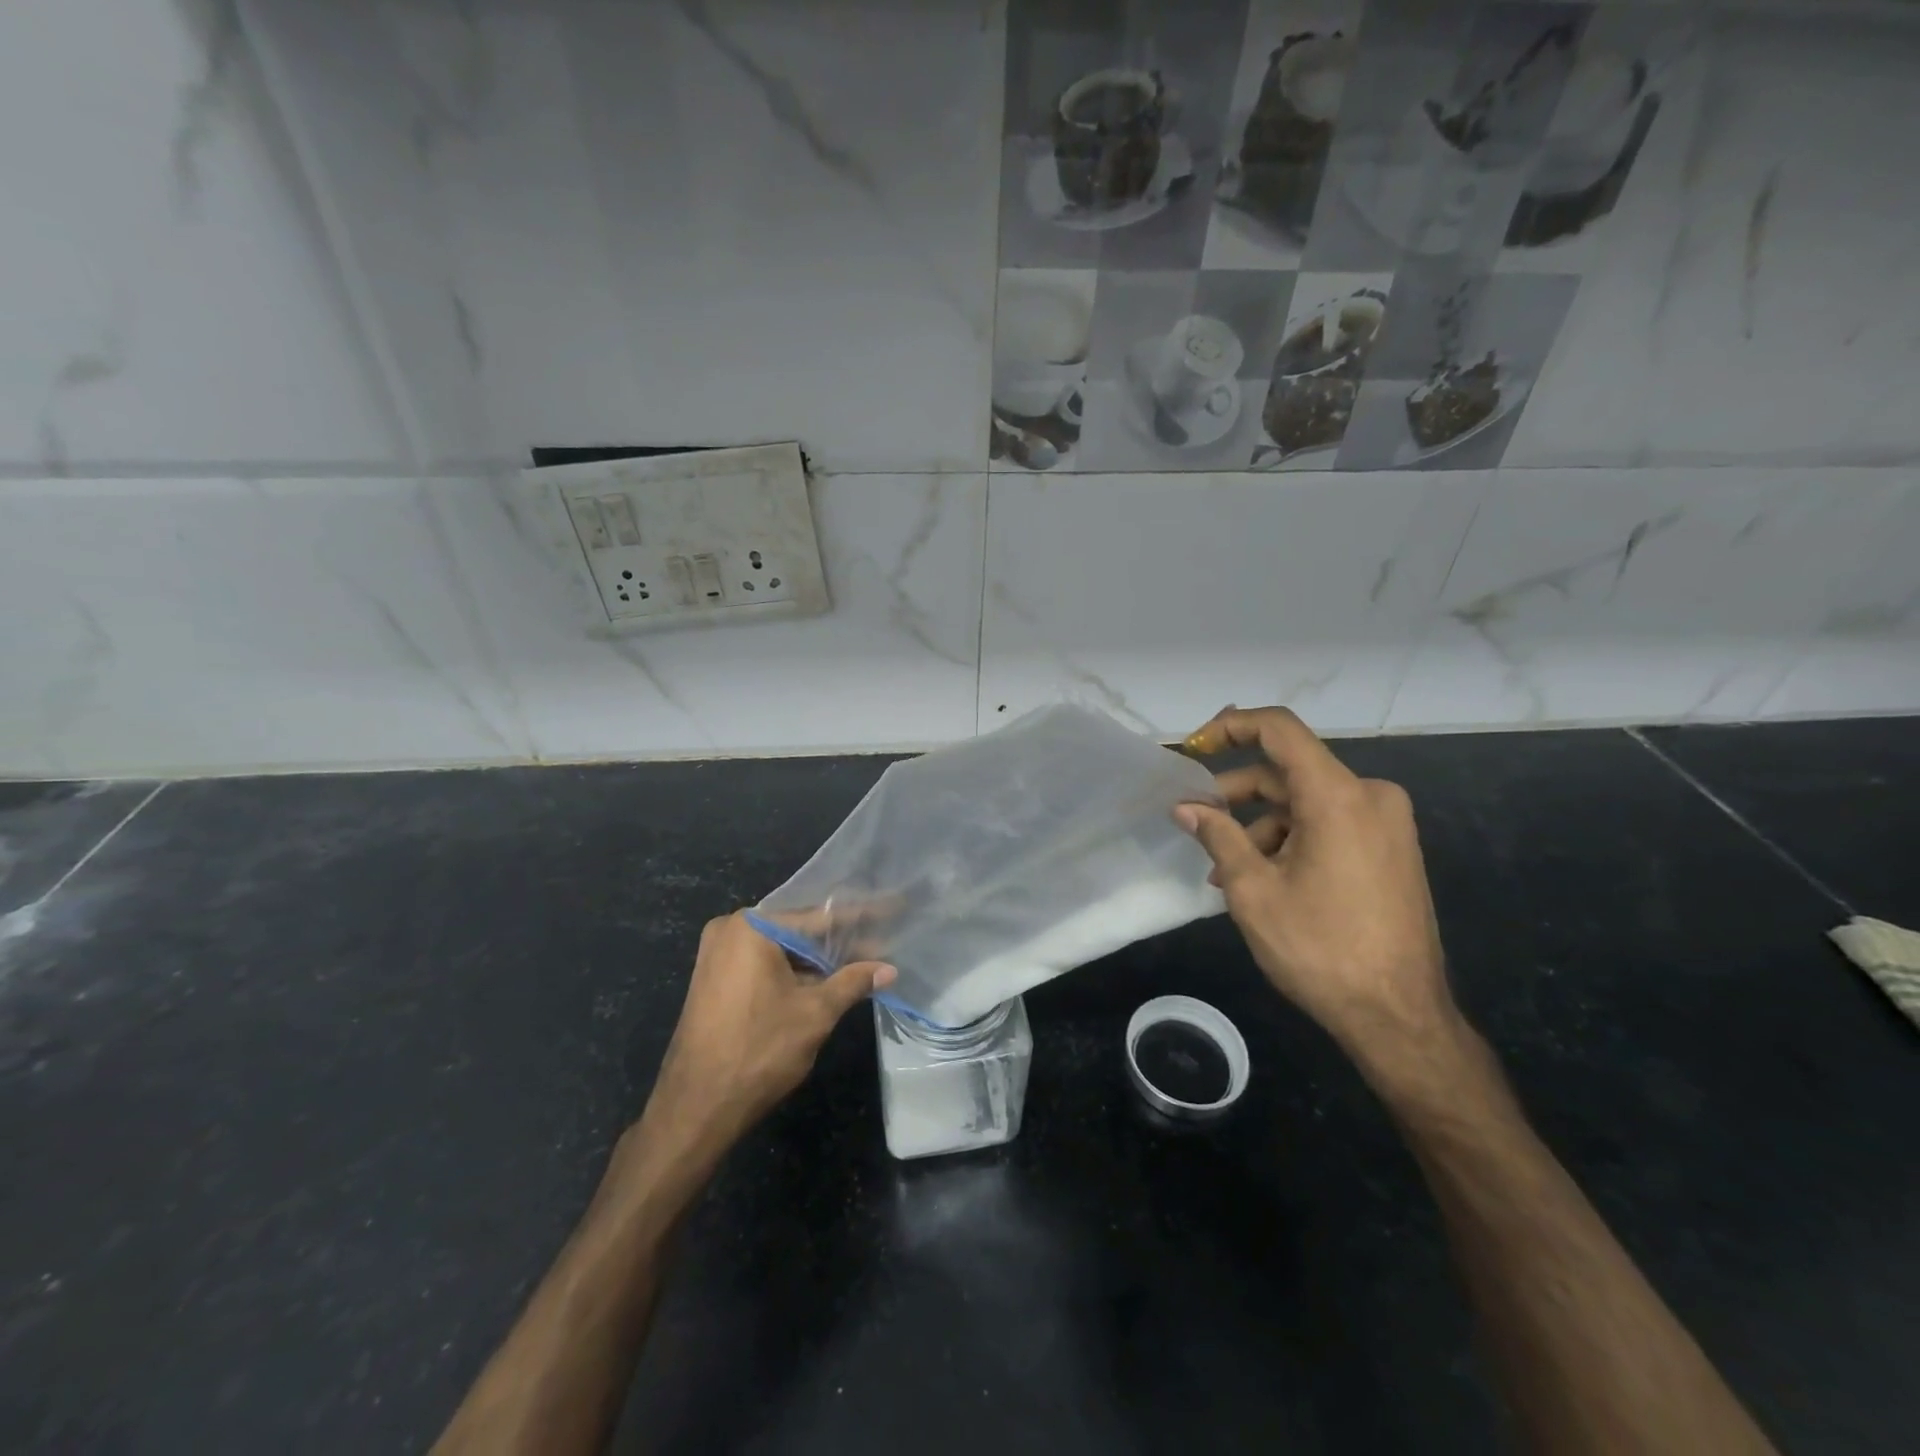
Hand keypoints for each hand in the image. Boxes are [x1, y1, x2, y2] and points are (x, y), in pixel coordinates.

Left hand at [643, 913, 895, 1149]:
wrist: (696, 1107)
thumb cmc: (759, 1051)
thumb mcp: (815, 1013)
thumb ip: (852, 982)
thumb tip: (888, 968)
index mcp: (751, 927)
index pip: (818, 917)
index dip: (858, 918)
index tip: (891, 909)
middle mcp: (730, 930)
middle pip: (798, 929)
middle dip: (838, 939)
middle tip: (880, 938)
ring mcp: (717, 955)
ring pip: (781, 948)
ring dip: (817, 958)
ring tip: (862, 959)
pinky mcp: (714, 979)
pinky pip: (763, 964)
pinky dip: (793, 971)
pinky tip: (826, 978)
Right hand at [1176, 706, 1458, 1079]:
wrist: (1399, 1016)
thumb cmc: (1320, 948)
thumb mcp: (1253, 889)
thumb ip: (1217, 835)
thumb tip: (1184, 806)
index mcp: (1339, 795)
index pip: (1279, 729)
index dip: (1230, 727)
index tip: (1193, 749)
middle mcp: (1370, 795)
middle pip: (1288, 771)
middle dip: (1236, 793)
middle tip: (1195, 820)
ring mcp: (1385, 823)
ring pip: (1305, 802)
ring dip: (1259, 825)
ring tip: (1223, 868)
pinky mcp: (1390, 848)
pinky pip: (1328, 824)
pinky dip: (1289, 839)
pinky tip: (1260, 878)